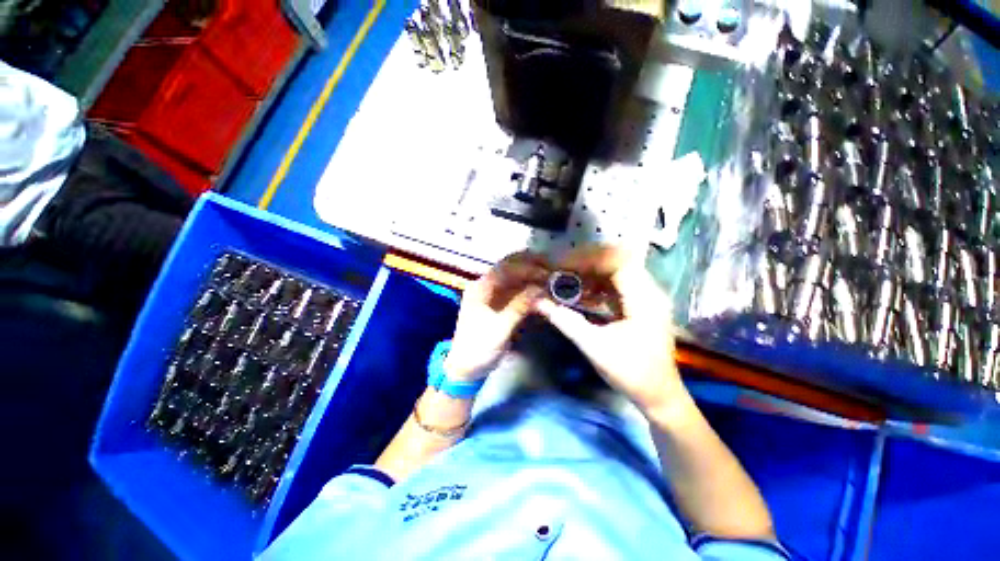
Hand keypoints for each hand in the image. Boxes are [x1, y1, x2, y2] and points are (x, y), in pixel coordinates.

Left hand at [445, 252, 548, 380]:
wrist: (466, 369)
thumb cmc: (479, 349)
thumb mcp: (500, 329)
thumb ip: (519, 306)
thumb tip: (540, 288)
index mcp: (479, 289)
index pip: (504, 269)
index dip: (525, 267)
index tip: (545, 271)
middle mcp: (484, 286)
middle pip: (508, 268)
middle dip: (529, 266)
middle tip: (550, 268)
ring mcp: (491, 295)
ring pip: (513, 278)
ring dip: (530, 276)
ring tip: (549, 277)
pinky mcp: (497, 304)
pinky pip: (515, 290)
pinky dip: (528, 289)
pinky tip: (541, 290)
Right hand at [534, 246, 687, 413]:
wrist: (659, 395)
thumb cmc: (631, 372)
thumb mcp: (594, 346)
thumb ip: (566, 321)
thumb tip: (539, 303)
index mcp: (644, 299)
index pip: (617, 262)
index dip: (588, 259)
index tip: (563, 265)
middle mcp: (650, 292)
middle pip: (617, 262)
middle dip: (587, 263)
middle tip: (562, 268)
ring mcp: (647, 297)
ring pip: (617, 272)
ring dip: (592, 273)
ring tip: (568, 278)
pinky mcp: (641, 305)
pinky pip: (617, 285)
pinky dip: (598, 285)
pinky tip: (582, 293)